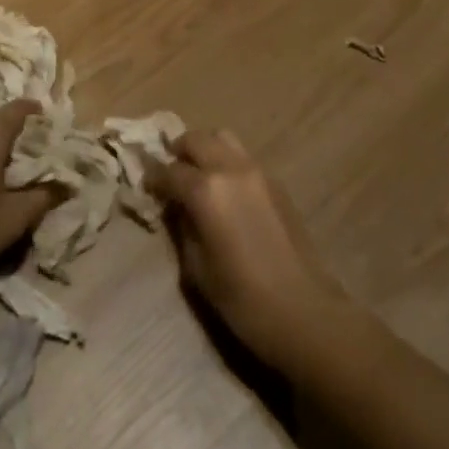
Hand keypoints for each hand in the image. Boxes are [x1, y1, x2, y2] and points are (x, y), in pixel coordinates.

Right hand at [153, 130, 353, 371]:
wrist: (303, 310)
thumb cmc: (241, 298)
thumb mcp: (196, 267)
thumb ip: (182, 226)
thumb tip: (175, 206)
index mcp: (206, 190)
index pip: (169, 170)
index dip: (153, 178)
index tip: (145, 186)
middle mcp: (231, 169)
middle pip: (197, 139)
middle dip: (178, 151)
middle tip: (170, 173)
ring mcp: (258, 171)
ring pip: (224, 138)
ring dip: (205, 149)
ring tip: (197, 174)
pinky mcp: (276, 182)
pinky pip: (243, 157)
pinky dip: (227, 162)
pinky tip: (225, 191)